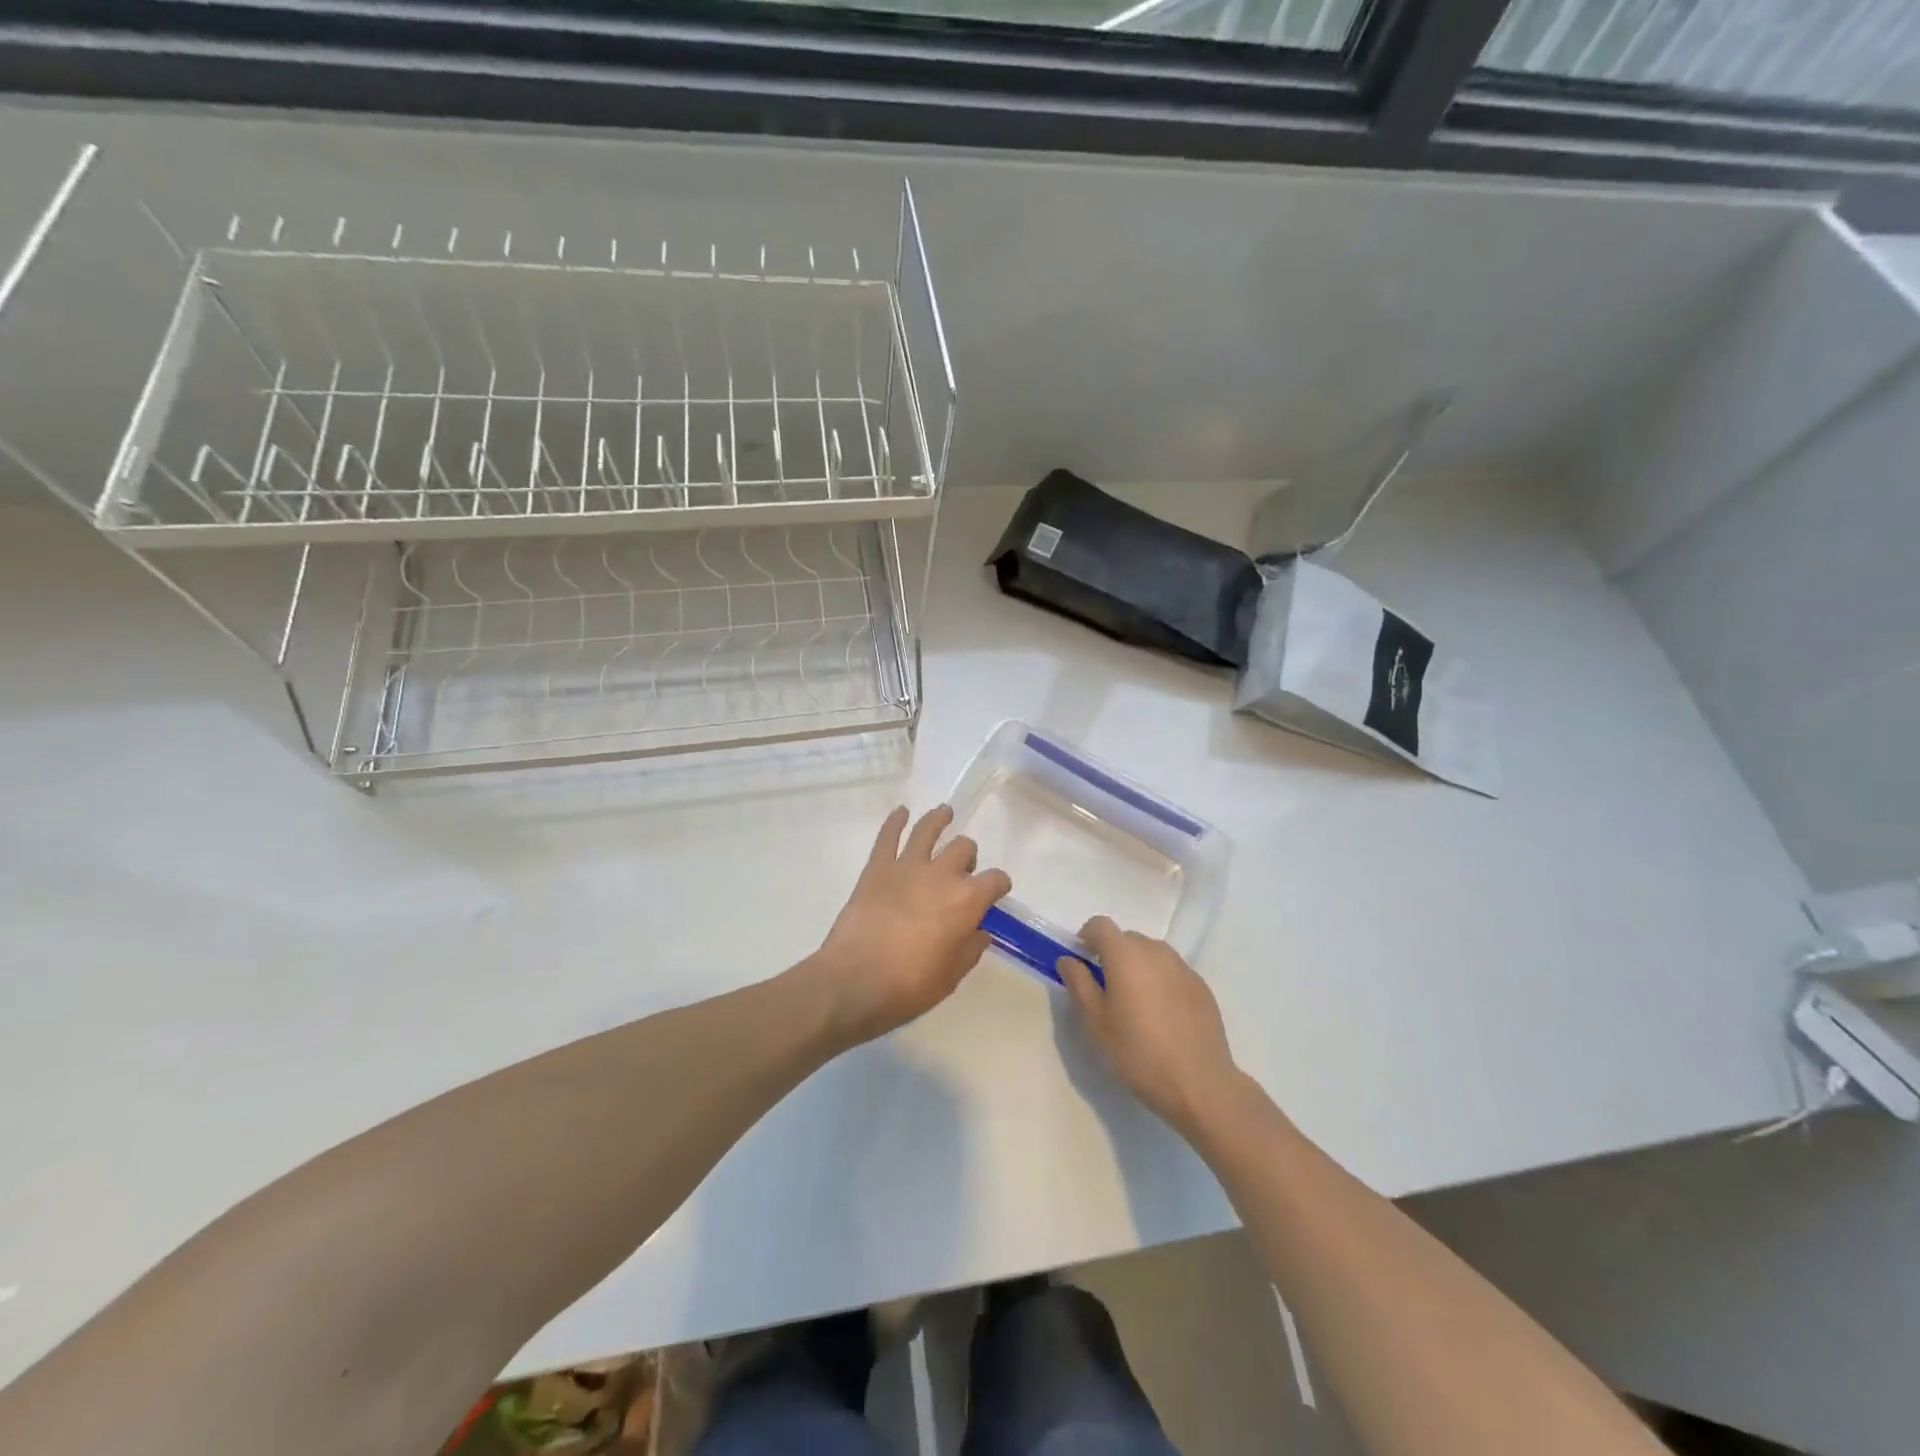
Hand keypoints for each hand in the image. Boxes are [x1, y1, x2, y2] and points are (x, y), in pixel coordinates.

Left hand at [806, 805, 1012, 1047]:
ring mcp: (907, 866)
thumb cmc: (908, 986)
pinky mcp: (876, 868)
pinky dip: (895, 821)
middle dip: (968, 856)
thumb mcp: (951, 977)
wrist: (854, 982)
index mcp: (967, 901)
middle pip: (963, 848)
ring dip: (939, 819)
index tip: (996, 891)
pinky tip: (900, 812)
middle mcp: (941, 874)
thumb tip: (979, 932)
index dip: (999, 884)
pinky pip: (888, 836)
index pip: (995, 879)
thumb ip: (970, 949)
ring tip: (944, 812)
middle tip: (962, 870)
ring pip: (928, 829)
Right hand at [1056, 917, 1242, 1139]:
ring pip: (1151, 954)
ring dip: (1138, 967)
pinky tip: (1163, 1016)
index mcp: (1126, 955)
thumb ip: (1078, 983)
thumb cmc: (1138, 1052)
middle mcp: (1155, 951)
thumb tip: (1067, 959)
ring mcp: (1182, 966)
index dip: (1087, 937)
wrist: (1199, 1083)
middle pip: (1127, 939)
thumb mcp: (1096, 1022)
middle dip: (1113, 955)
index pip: (1100, 925)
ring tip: (1137, 1005)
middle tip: (1108, 991)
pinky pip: (1172, 971)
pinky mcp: (1201, 985)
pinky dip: (1161, 981)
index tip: (1083, 962)